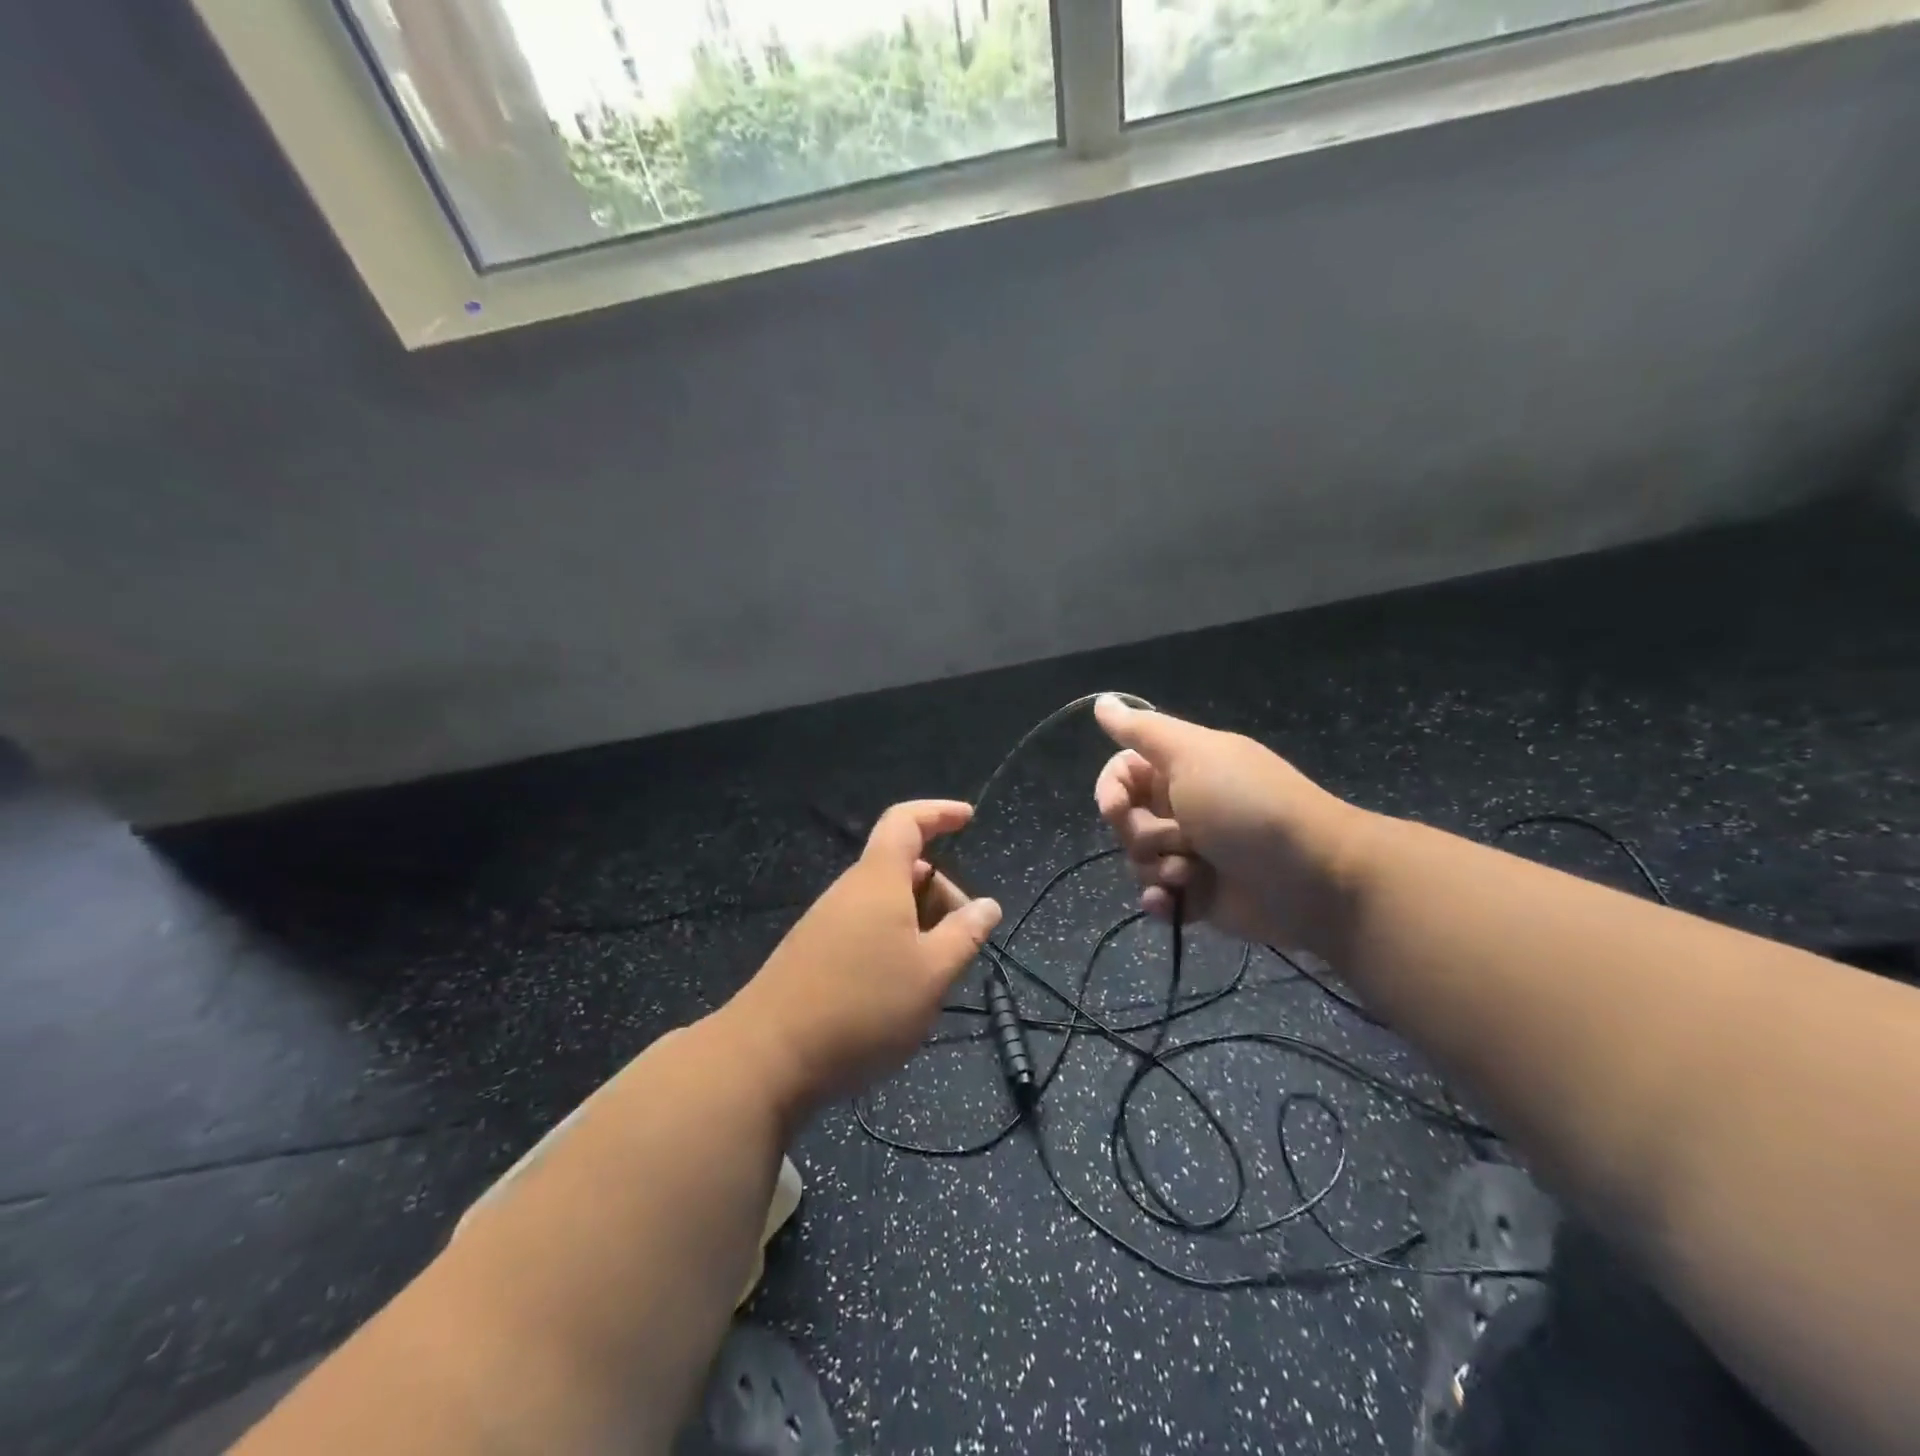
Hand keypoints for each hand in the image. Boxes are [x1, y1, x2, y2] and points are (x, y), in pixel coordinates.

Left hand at [720, 800, 1002, 1110]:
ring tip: (934, 976)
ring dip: (919, 926)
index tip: (968, 818)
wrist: (767, 1057)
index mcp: (878, 880)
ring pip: (886, 905)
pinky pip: (866, 930)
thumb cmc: (863, 1007)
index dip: (938, 813)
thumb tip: (987, 905)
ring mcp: (826, 923)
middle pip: (903, 868)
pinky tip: (898, 991)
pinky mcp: (813, 954)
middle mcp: (850, 891)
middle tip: (964, 941)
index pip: (906, 822)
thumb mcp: (932, 974)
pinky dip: (894, 945)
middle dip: (941, 892)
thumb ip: (965, 935)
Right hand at [1093, 695, 1372, 953]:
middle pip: (1125, 819)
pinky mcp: (1199, 894)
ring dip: (1155, 867)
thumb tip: (1101, 701)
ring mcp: (1191, 852)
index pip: (1121, 772)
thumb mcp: (1194, 755)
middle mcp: (1183, 806)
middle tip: (1177, 838)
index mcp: (1182, 768)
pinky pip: (1158, 896)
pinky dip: (1162, 900)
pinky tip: (1172, 902)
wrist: (1314, 879)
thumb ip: (1142, 730)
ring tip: (1191, 873)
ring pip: (1137, 860)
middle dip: (1139, 833)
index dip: (1111, 790)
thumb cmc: (1247, 807)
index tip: (1117, 808)